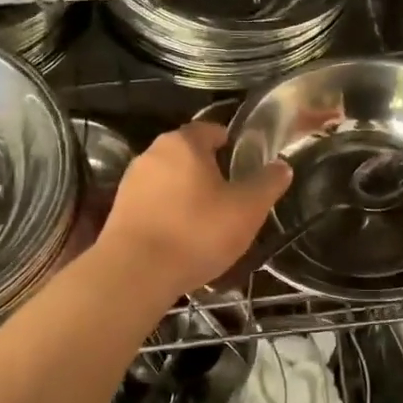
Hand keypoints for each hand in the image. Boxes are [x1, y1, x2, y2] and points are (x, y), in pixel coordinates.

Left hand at [99, 122, 290, 297]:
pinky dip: (170, 214)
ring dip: (189, 195)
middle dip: (211, 172)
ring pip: (170, 180)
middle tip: (233, 198)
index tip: (247, 166)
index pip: (212, 129)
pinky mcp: (120, 210)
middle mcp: (152, 153)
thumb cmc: (196, 232)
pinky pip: (154, 204)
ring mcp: (131, 182)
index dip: (232, 144)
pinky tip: (183, 239)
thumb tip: (282, 165)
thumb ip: (267, 183)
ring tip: (209, 223)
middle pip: (189, 155)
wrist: (135, 273)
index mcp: (184, 143)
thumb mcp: (247, 209)